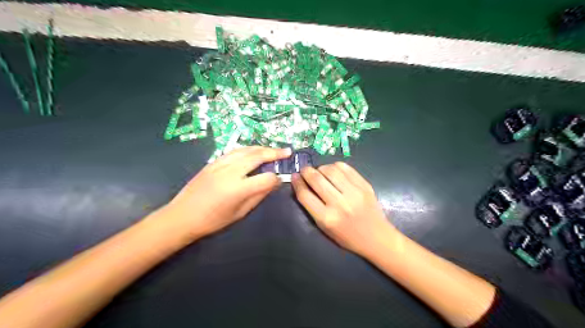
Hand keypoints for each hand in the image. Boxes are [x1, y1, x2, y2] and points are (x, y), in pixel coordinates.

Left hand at [159, 147, 289, 240]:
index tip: (280, 180)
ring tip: (273, 150)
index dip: (276, 179)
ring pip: (246, 150)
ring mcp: (220, 164)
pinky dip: (248, 149)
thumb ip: (258, 196)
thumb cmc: (213, 221)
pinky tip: (254, 151)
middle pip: (258, 156)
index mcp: (238, 189)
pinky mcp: (213, 162)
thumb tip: (273, 183)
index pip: (266, 178)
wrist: (182, 216)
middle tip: (287, 151)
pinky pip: (234, 151)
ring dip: (262, 148)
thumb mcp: (240, 213)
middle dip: (275, 153)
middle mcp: (230, 172)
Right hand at [291, 161, 397, 255]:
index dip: (297, 183)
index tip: (294, 176)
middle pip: (316, 179)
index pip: (305, 195)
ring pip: (330, 170)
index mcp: (327, 218)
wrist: (376, 238)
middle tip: (304, 171)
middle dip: (306, 171)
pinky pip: (345, 168)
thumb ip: (311, 207)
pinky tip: (333, 170)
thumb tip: (301, 185)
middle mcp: (339, 204)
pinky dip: (335, 166)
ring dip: (321, 168)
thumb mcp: (324, 228)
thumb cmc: (347, 237)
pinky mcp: (364, 185)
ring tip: (320, 171)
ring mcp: (354, 193)